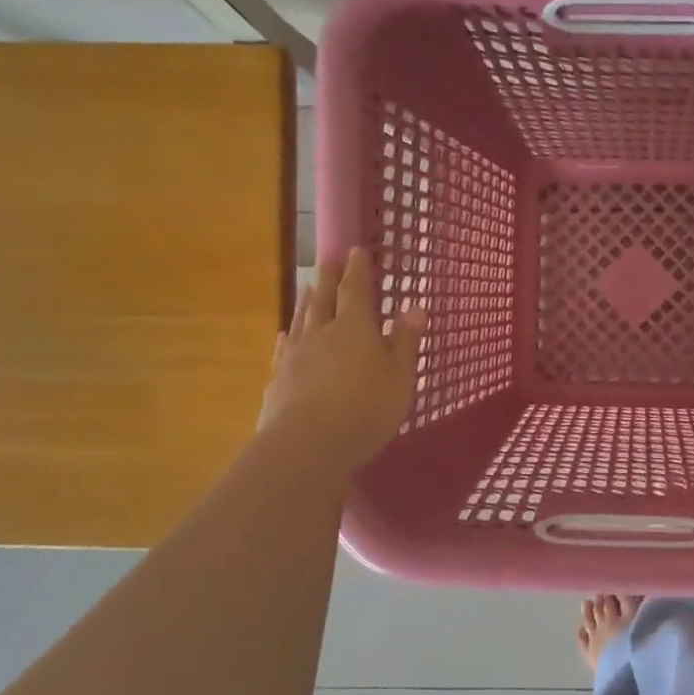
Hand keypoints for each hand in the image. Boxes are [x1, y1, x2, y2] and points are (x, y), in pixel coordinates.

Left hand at [258, 247, 425, 474]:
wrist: (308, 444)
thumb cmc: (366, 408)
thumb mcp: (400, 376)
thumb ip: (405, 340)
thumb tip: (414, 306)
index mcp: (355, 328)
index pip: (356, 290)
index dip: (357, 270)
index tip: (355, 250)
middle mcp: (322, 333)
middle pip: (323, 298)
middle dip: (327, 278)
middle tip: (327, 259)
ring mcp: (296, 355)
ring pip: (301, 319)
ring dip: (306, 300)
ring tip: (307, 286)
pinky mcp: (279, 379)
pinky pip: (284, 347)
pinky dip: (288, 336)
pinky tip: (285, 334)